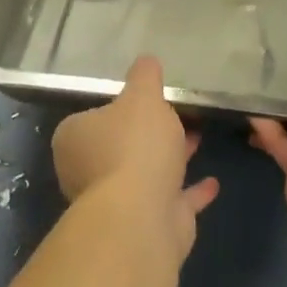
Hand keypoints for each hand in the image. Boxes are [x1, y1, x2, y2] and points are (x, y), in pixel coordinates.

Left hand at [52, 56, 219, 259]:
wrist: (143, 216)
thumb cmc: (134, 146)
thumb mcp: (142, 96)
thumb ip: (144, 76)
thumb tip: (147, 60)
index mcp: (75, 138)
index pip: (94, 117)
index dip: (119, 108)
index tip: (145, 101)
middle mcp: (87, 172)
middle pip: (119, 147)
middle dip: (148, 134)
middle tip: (176, 116)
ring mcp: (115, 203)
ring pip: (145, 174)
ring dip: (170, 159)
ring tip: (198, 138)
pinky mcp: (144, 226)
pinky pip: (169, 201)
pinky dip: (189, 192)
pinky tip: (211, 182)